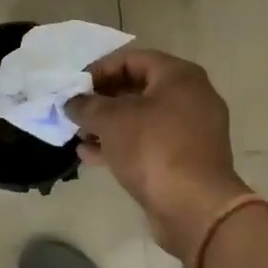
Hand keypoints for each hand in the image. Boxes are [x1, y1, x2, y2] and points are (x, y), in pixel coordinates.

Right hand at [66, 48, 251, 263]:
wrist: (195, 208)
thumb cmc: (154, 149)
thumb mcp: (111, 120)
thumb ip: (87, 106)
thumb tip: (72, 103)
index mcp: (179, 76)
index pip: (132, 59)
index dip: (99, 70)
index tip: (74, 87)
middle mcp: (191, 97)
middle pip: (138, 88)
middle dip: (102, 100)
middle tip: (76, 111)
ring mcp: (192, 130)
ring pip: (142, 119)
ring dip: (109, 125)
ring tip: (79, 135)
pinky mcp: (187, 160)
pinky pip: (150, 143)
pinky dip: (122, 145)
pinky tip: (91, 156)